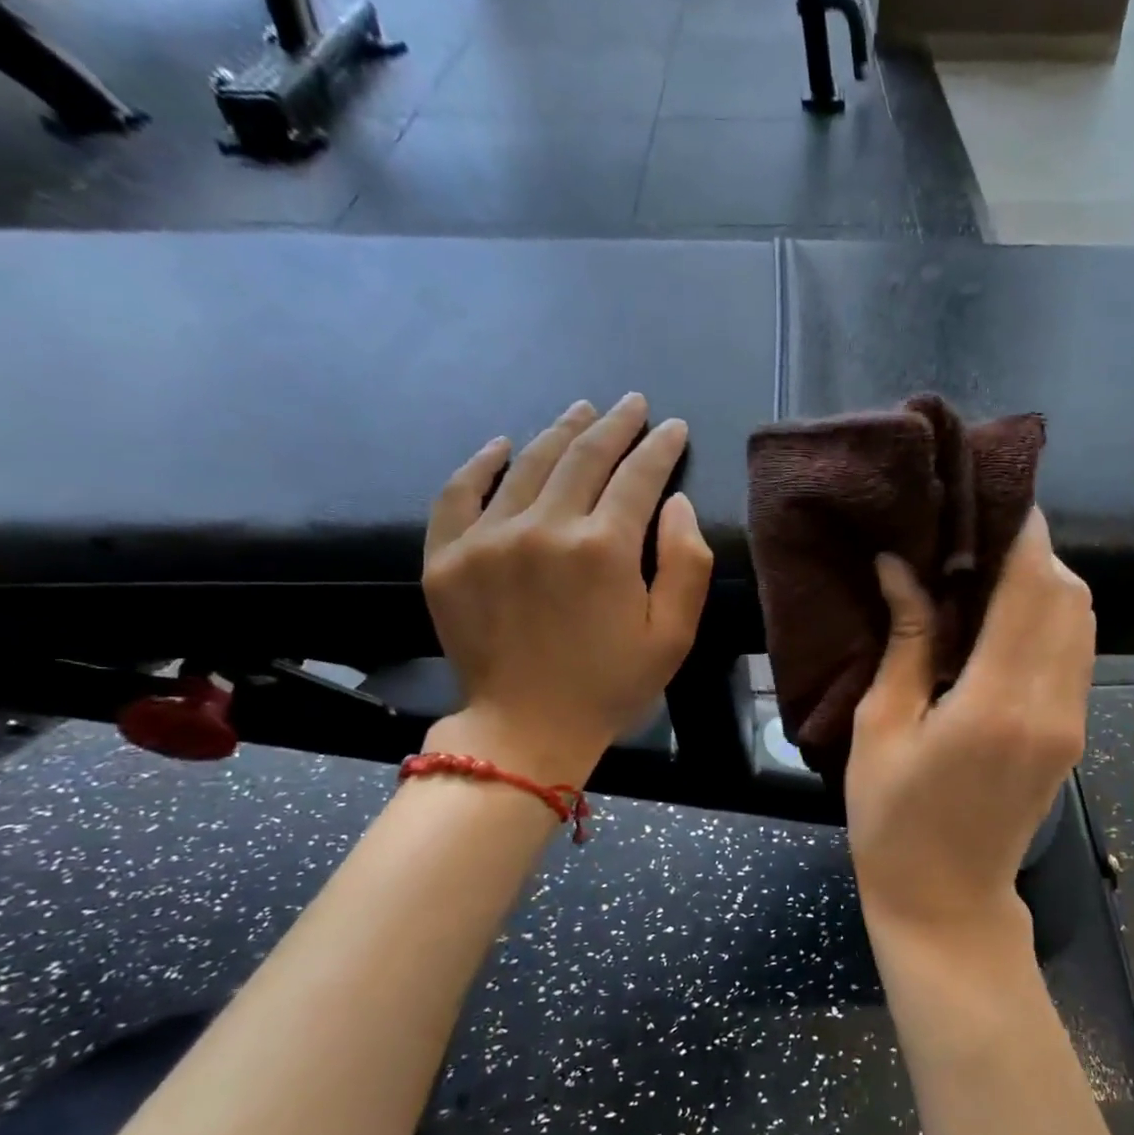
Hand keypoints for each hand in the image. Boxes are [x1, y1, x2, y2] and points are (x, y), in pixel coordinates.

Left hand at [420, 394, 712, 782]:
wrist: (526, 730)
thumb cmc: (611, 685)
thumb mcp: (675, 634)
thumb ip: (687, 563)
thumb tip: (675, 502)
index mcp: (604, 548)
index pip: (638, 475)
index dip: (660, 447)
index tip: (674, 427)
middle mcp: (544, 528)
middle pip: (584, 456)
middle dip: (615, 424)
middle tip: (632, 404)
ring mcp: (488, 538)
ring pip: (528, 463)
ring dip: (560, 431)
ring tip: (582, 411)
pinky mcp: (447, 557)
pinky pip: (459, 492)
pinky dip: (480, 463)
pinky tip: (501, 445)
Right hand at [845, 509, 1094, 949]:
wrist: (948, 902)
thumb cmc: (893, 821)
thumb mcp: (881, 729)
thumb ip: (905, 644)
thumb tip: (901, 568)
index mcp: (996, 702)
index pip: (1029, 588)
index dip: (1019, 531)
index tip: (991, 492)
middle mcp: (1051, 704)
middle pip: (1066, 595)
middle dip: (1032, 548)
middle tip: (976, 529)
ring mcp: (1071, 720)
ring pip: (1080, 620)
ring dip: (1044, 580)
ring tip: (988, 564)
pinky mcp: (1072, 733)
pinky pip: (1075, 651)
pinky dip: (1051, 615)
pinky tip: (1006, 612)